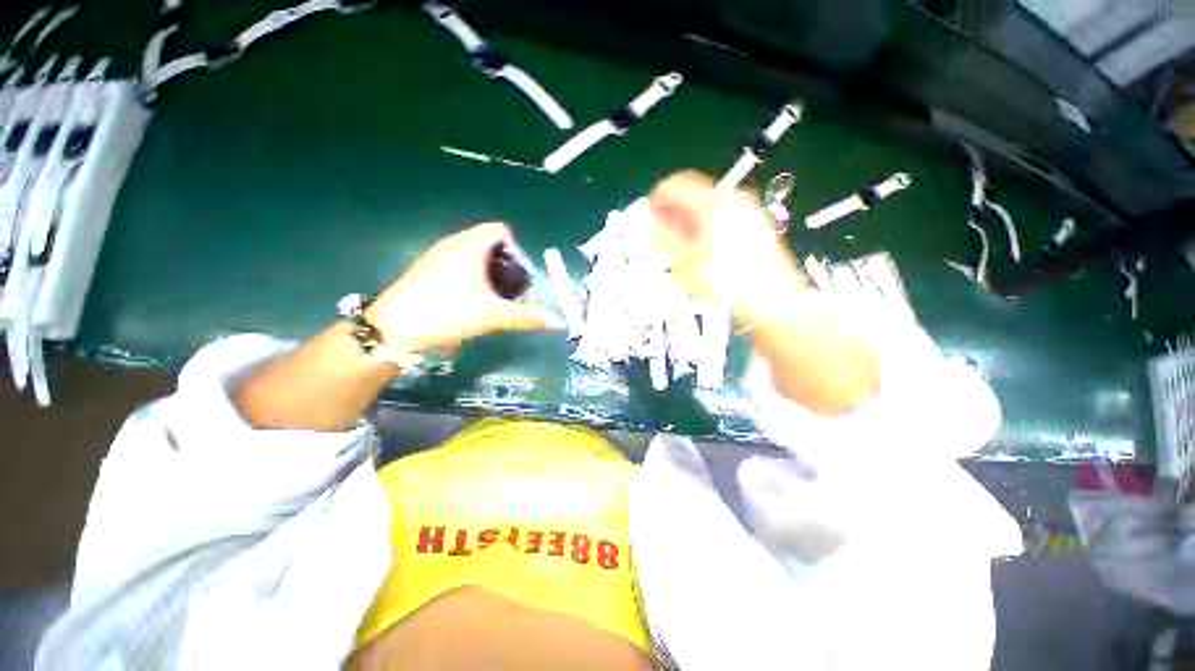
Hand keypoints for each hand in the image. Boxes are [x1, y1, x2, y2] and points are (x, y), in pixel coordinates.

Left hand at [367, 222, 563, 353]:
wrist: (394, 329)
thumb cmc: (448, 313)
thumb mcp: (493, 317)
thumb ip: (527, 317)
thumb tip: (558, 323)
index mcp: (471, 245)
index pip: (502, 230)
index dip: (517, 249)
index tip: (519, 275)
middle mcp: (454, 242)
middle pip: (489, 242)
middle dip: (505, 264)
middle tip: (510, 291)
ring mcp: (437, 253)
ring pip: (473, 253)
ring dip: (488, 271)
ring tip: (491, 298)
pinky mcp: (426, 267)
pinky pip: (458, 262)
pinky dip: (470, 275)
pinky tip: (468, 300)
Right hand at [648, 171, 803, 324]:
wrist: (773, 301)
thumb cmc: (727, 283)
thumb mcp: (685, 264)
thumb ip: (663, 241)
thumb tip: (652, 229)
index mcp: (712, 205)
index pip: (675, 185)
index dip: (656, 200)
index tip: (649, 218)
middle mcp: (733, 200)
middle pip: (693, 192)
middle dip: (672, 211)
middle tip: (661, 233)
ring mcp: (748, 212)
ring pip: (707, 205)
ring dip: (687, 220)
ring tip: (680, 245)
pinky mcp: (755, 226)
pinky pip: (722, 216)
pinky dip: (705, 225)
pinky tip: (702, 249)